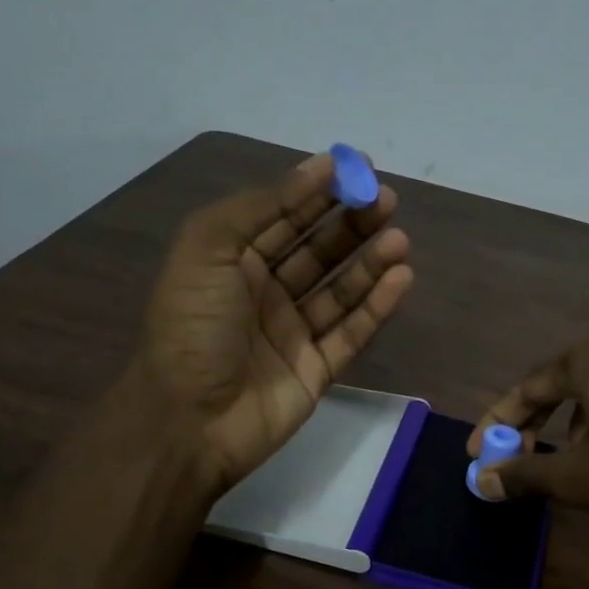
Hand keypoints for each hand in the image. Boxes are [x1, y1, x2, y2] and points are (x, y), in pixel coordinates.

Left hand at [136, 151, 412, 494]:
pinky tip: (400, 279)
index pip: (283, 217)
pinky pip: (352, 333)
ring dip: (370, 263)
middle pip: (318, 251)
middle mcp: (265, 293)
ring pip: (340, 291)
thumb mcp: (206, 248)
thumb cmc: (191, 327)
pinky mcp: (317, 370)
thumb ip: (258, 207)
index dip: (318, 192)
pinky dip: (377, 307)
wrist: (189, 420)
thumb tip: (314, 172)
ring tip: (398, 240)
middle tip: (387, 202)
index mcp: (233, 261)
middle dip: (352, 224)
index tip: (357, 169)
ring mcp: (293, 334)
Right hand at [467, 333, 588, 530]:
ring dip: (570, 431)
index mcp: (586, 359)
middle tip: (517, 461)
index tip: (477, 456)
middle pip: (559, 388)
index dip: (496, 425)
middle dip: (532, 428)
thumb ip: (524, 475)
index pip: (524, 389)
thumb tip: (482, 481)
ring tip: (569, 468)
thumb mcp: (577, 478)